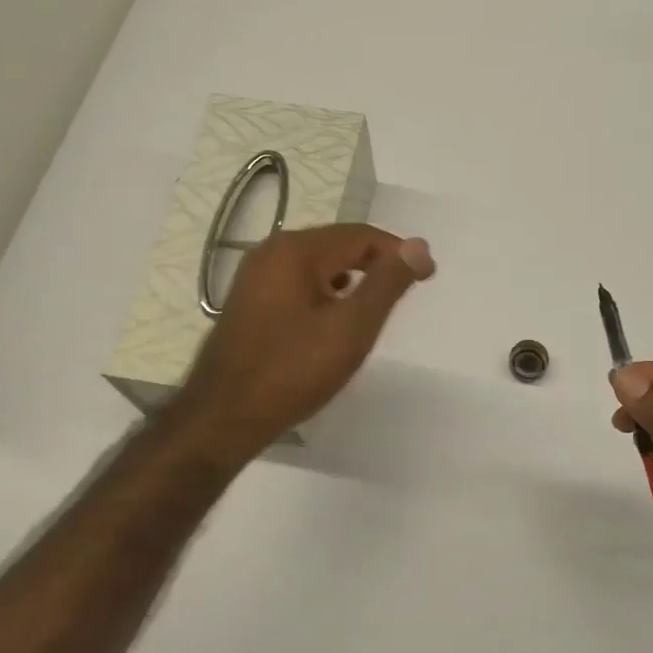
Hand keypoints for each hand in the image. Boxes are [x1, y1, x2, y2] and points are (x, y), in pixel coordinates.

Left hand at [175, 224, 434, 456]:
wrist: (224, 416)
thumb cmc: (293, 370)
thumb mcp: (352, 327)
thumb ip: (387, 283)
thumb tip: (418, 246)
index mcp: (296, 250)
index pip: (361, 235)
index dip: (399, 252)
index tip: (428, 276)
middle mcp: (271, 252)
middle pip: (337, 245)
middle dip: (375, 264)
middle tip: (404, 293)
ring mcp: (254, 278)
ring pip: (317, 266)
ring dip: (351, 280)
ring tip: (373, 309)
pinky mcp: (248, 303)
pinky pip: (297, 285)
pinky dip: (325, 294)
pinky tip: (333, 322)